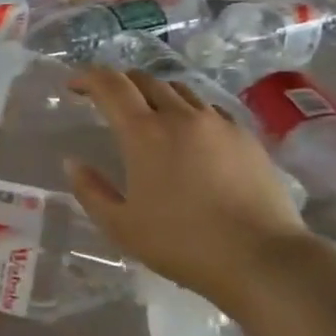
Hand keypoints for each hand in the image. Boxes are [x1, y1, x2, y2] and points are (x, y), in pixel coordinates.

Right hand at [66, 68, 335, 335]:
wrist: (262, 259)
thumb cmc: (182, 244)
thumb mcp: (121, 226)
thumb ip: (91, 191)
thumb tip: (74, 163)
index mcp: (144, 132)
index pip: (110, 85)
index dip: (87, 77)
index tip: (74, 85)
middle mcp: (181, 115)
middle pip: (145, 80)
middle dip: (120, 83)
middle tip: (107, 100)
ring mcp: (218, 123)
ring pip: (179, 90)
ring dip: (155, 93)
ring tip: (149, 114)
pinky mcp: (246, 136)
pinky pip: (208, 109)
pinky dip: (188, 111)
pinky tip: (190, 135)